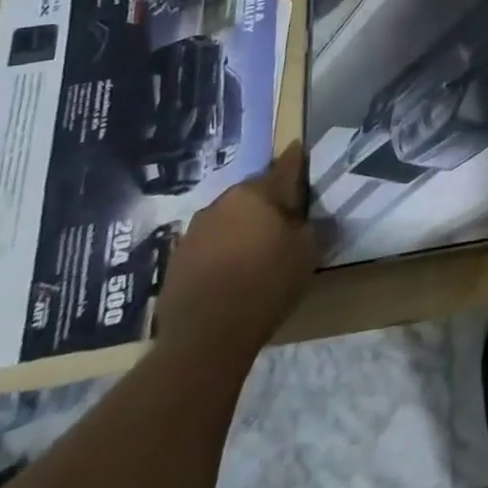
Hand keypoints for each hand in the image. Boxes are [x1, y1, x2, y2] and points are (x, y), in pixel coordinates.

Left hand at [156, 142, 316, 357]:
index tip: (298, 150)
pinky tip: (230, 270)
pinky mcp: (176, 260)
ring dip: (241, 225)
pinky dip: (221, 250)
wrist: (204, 337)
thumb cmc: (266, 284)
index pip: (284, 168)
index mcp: (256, 193)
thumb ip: (312, 228)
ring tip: (255, 247)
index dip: (295, 160)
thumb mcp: (307, 253)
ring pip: (227, 218)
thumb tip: (311, 219)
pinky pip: (208, 244)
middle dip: (267, 201)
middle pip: (253, 193)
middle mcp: (223, 202)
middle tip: (283, 218)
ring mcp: (194, 231)